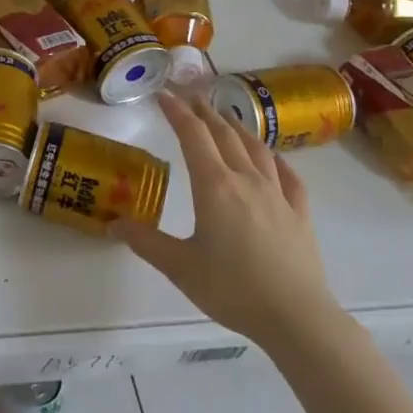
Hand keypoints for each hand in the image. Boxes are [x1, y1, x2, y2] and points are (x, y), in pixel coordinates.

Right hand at [111, 93, 341, 351]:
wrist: (296, 317)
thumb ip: (145, 241)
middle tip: (190, 97)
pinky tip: (273, 158)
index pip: (193, 136)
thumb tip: (113, 223)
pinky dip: (275, 159)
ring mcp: (277, 194)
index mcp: (214, 186)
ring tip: (226, 118)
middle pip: (224, 134)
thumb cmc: (232, 289)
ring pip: (256, 148)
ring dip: (237, 128)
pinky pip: (288, 175)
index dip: (177, 112)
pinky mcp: (299, 213)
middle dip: (204, 112)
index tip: (163, 95)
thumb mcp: (179, 267)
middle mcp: (246, 180)